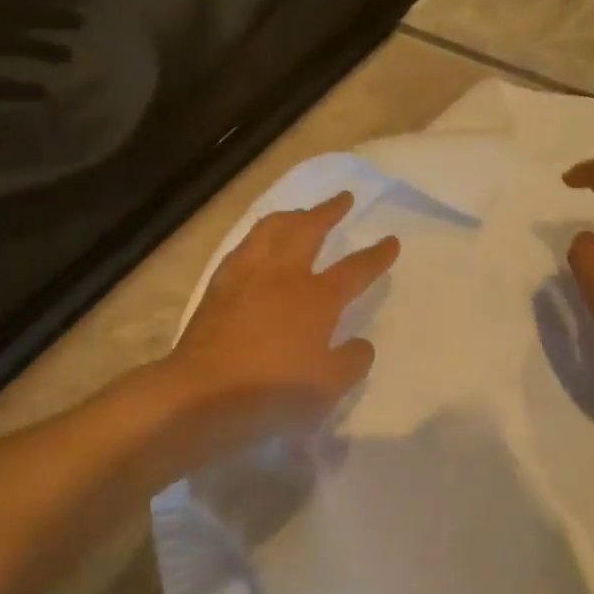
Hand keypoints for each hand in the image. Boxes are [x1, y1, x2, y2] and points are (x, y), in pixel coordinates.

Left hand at [167, 192, 399, 450]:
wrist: (203, 394)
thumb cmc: (272, 393)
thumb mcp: (328, 387)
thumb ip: (351, 362)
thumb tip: (362, 344)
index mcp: (316, 299)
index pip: (355, 270)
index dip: (376, 256)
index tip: (391, 241)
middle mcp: (282, 276)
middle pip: (308, 230)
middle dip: (328, 211)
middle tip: (342, 198)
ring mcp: (246, 278)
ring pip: (270, 230)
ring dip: (291, 216)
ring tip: (300, 213)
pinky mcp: (217, 288)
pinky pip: (242, 248)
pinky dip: (257, 238)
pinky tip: (257, 245)